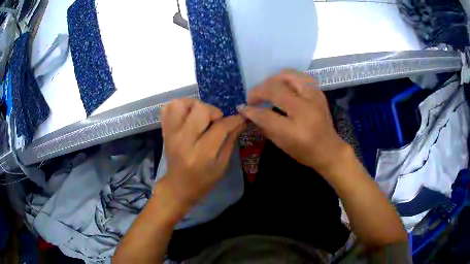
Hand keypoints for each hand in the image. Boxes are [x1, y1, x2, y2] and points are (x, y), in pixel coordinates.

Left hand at [159, 98, 244, 212]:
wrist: (178, 187)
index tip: (240, 119)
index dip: (233, 120)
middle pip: (199, 109)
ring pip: (180, 104)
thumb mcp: (222, 165)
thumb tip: (240, 121)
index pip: (219, 128)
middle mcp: (183, 140)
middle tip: (215, 121)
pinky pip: (167, 109)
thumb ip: (230, 141)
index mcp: (201, 154)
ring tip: (200, 116)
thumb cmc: (203, 180)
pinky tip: (187, 116)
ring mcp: (171, 134)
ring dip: (193, 105)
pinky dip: (179, 107)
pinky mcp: (164, 132)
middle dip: (213, 111)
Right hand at [237, 70, 348, 175]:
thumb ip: (265, 126)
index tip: (242, 107)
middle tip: (253, 97)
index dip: (251, 110)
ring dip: (273, 79)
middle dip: (259, 90)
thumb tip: (249, 112)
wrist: (329, 149)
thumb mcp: (282, 144)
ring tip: (267, 87)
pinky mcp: (318, 93)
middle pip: (276, 89)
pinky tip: (282, 85)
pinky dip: (287, 78)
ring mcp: (314, 98)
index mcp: (295, 130)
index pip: (266, 115)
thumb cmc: (305, 151)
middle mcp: (305, 109)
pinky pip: (300, 77)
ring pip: (289, 75)